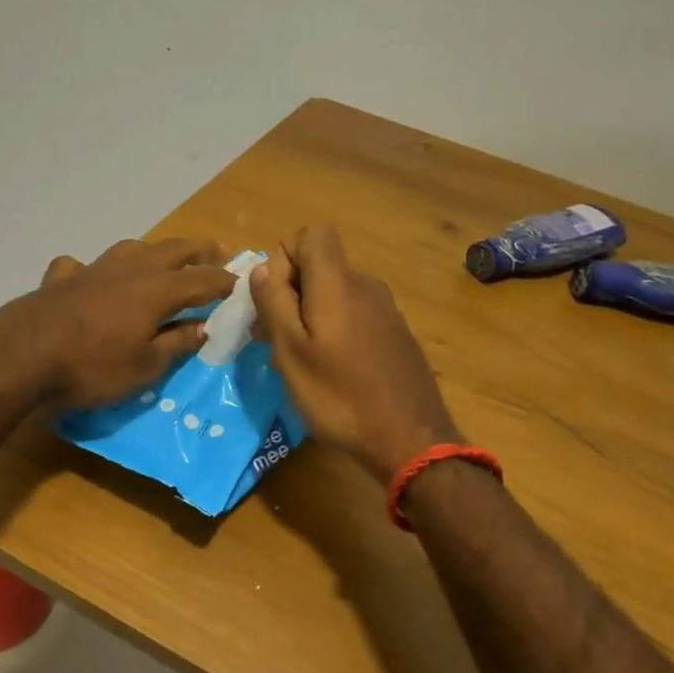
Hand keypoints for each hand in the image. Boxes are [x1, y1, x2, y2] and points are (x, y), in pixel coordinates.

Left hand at [0, 238, 235, 409]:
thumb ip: (176, 343)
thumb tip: (203, 326)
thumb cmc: (91, 367)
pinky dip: (94, 269)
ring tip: (163, 259)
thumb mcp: (145, 367)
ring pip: (131, 248)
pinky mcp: (61, 278)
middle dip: (197, 251)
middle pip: (171, 251)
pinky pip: (83, 265)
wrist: (21, 357)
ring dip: (154, 251)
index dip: (222, 280)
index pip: (201, 280)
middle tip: (216, 252)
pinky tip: (89, 278)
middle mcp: (128, 270)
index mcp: (155, 290)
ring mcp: (92, 269)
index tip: (239, 281)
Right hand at [250, 225, 460, 483]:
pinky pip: (356, 315)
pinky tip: (333, 372)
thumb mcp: (291, 353)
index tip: (273, 299)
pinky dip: (335, 330)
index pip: (312, 233)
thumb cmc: (340, 397)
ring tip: (299, 362)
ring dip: (310, 315)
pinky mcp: (397, 334)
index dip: (285, 256)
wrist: (411, 439)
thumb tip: (263, 267)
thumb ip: (273, 303)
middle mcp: (366, 285)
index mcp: (338, 283)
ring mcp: (387, 310)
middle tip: (272, 339)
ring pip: (336, 294)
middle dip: (290, 292)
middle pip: (321, 265)